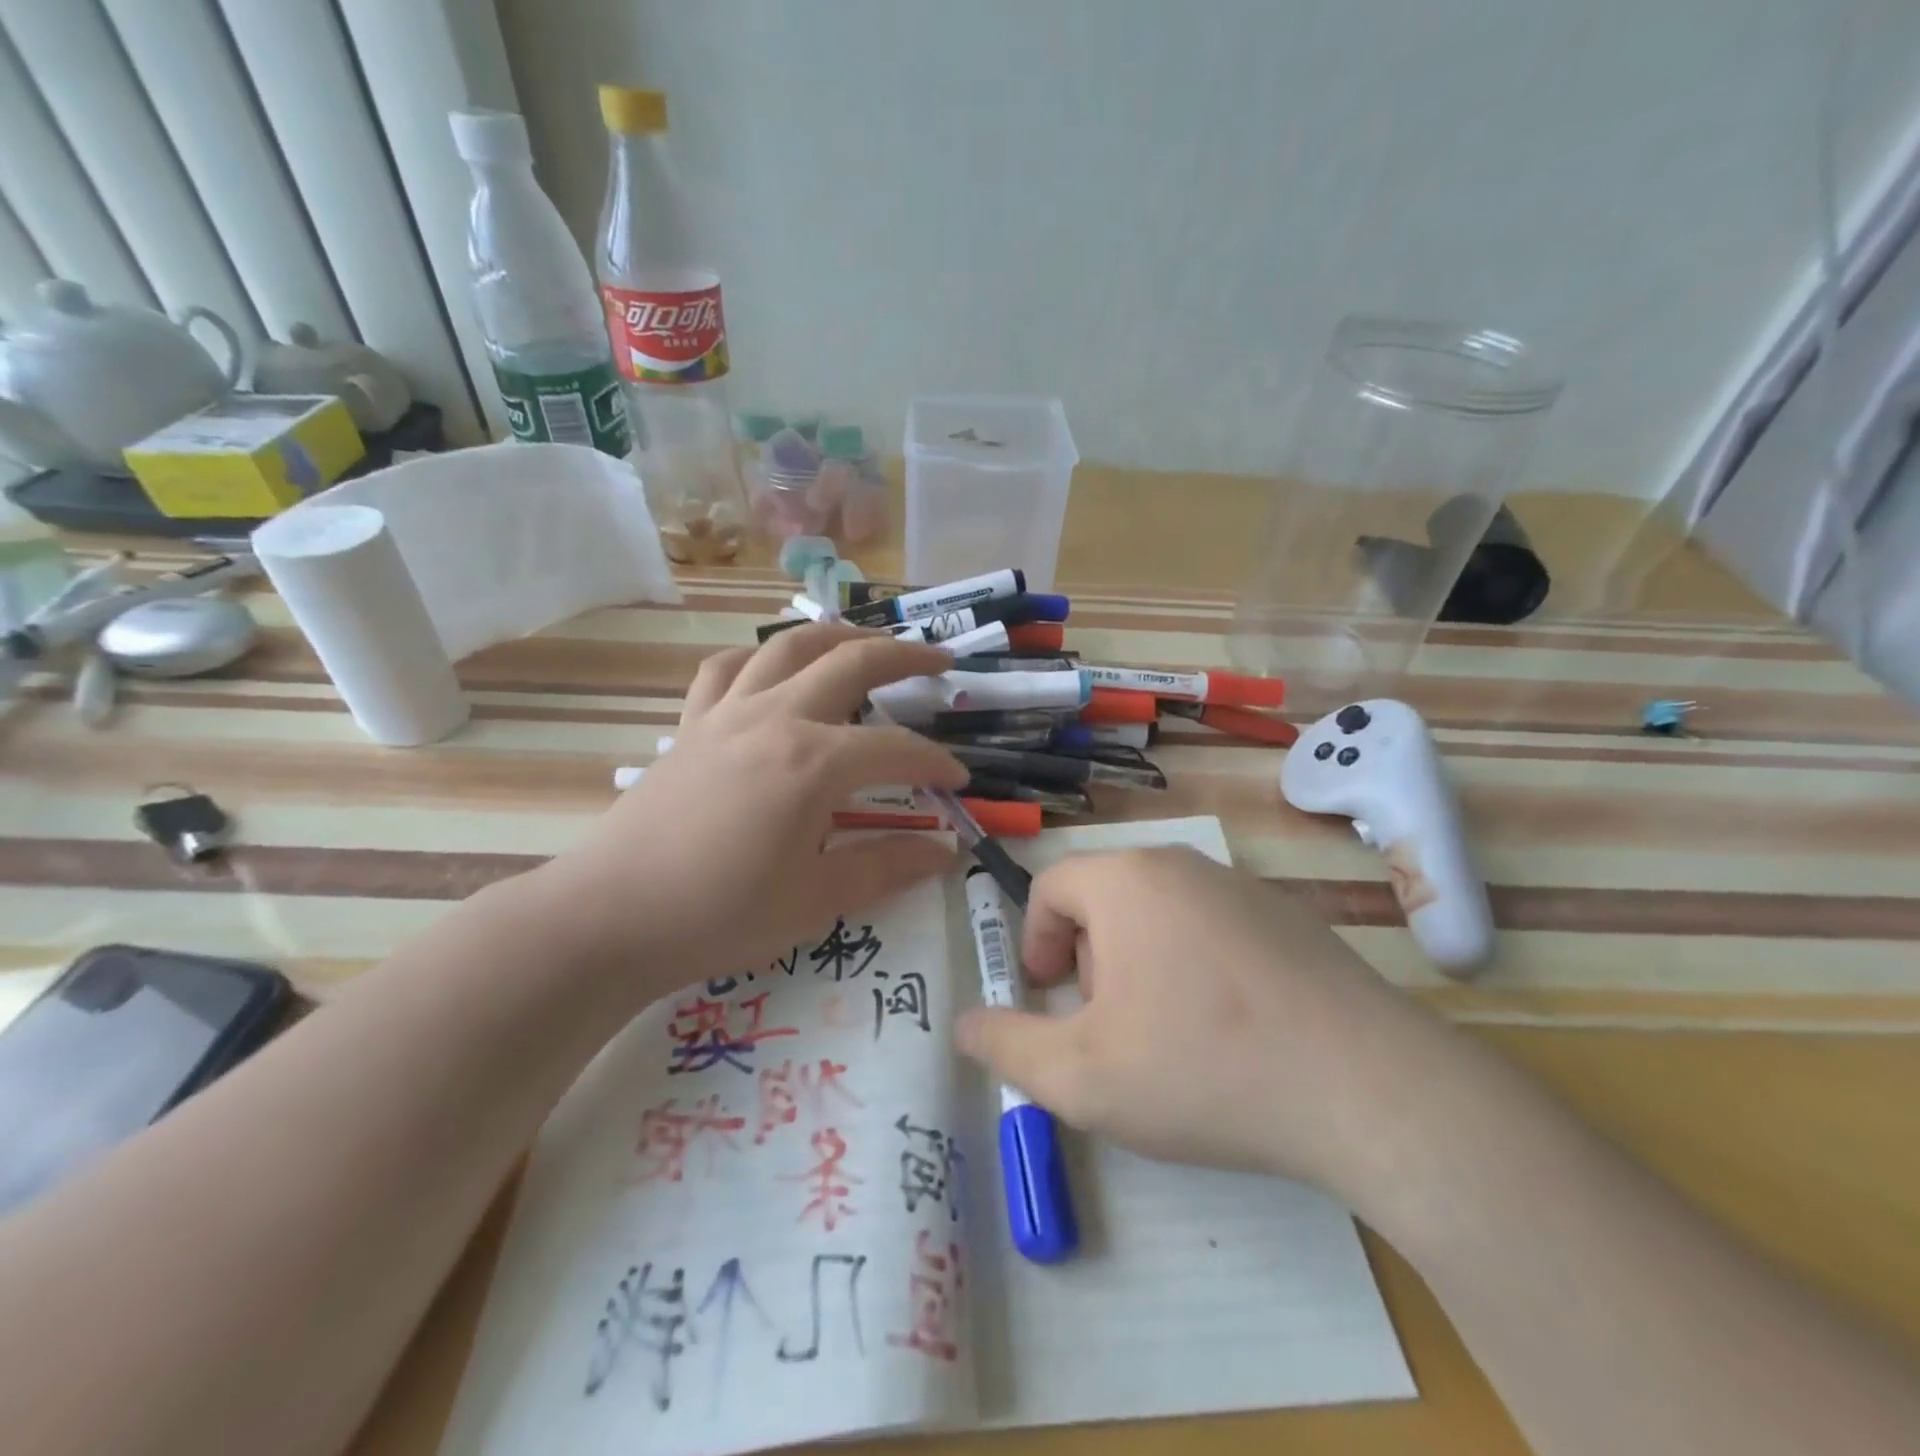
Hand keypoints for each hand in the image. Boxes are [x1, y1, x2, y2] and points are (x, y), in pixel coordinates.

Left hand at [528, 624, 966, 998]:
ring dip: (837, 636)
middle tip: (939, 660)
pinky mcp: (691, 725)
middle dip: (904, 656)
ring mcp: (727, 714)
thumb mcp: (816, 901)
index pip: (896, 749)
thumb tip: (946, 851)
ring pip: (789, 645)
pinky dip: (760, 658)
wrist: (611, 918)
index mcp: (813, 763)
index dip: (936, 762)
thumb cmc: (720, 915)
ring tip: (867, 642)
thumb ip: (887, 868)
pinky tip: (773, 671)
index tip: (959, 781)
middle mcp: (775, 718)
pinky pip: (728, 669)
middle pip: (851, 662)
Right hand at [956, 847, 1474, 1212]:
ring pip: (1160, 913)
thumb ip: (1006, 1047)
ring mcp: (1243, 886)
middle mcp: (1182, 863)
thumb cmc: (1201, 1068)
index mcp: (1126, 880)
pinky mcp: (1291, 916)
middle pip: (1105, 897)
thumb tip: (965, 1024)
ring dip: (1142, 965)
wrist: (1367, 1088)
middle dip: (1090, 958)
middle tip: (1111, 1028)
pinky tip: (1231, 1032)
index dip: (1035, 943)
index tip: (1052, 1000)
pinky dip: (1198, 966)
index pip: (1050, 885)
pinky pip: (1214, 927)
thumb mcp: (1079, 1076)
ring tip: (1169, 1036)